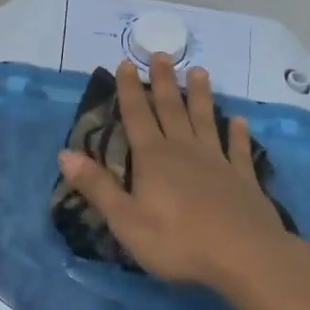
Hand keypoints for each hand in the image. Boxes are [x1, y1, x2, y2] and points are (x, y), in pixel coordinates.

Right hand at [57, 55, 302, 293]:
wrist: (244, 256)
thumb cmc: (178, 241)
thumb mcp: (126, 220)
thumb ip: (97, 186)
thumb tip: (65, 154)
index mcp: (154, 158)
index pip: (137, 116)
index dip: (129, 90)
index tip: (126, 63)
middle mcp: (184, 150)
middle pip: (171, 109)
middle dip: (164, 81)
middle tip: (162, 54)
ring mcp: (217, 162)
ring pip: (206, 120)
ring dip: (200, 96)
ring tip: (199, 71)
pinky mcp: (243, 179)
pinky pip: (239, 150)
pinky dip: (238, 134)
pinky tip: (239, 121)